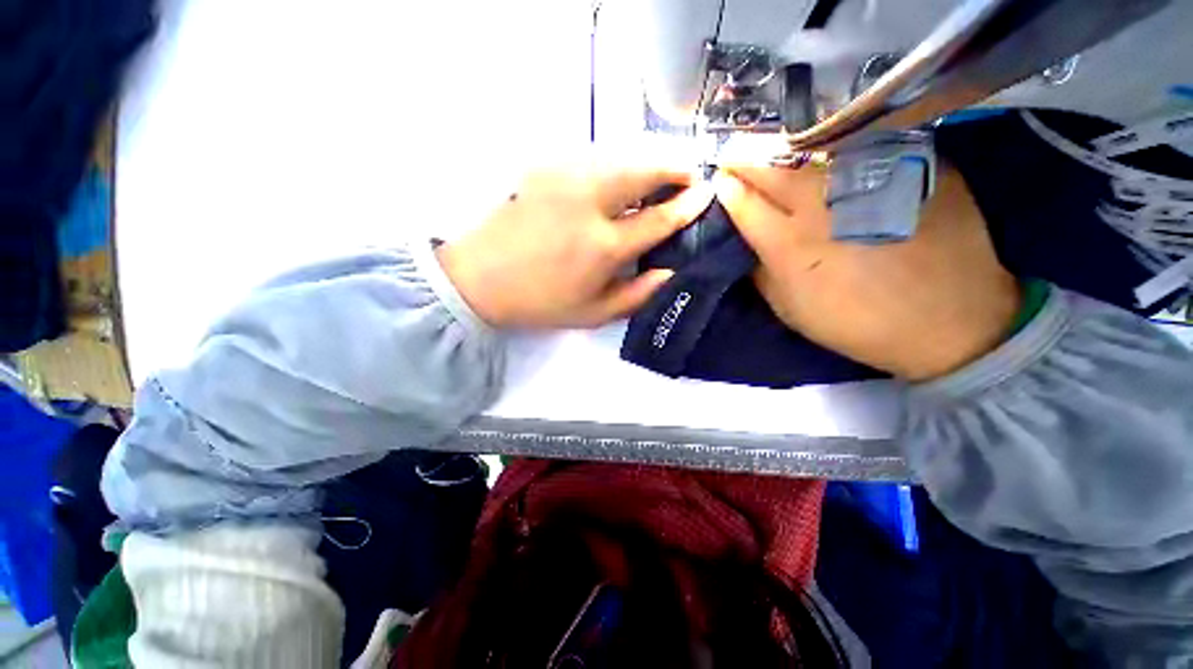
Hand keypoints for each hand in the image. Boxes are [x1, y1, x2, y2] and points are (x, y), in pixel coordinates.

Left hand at [438, 166, 713, 328]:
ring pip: (621, 155)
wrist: (481, 279)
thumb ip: (638, 295)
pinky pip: (594, 157)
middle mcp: (589, 203)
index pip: (660, 218)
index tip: (706, 193)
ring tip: (658, 177)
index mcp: (604, 246)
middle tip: (689, 174)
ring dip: (647, 162)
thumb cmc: (541, 302)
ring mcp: (565, 178)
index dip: (688, 205)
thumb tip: (671, 272)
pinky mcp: (546, 168)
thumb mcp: (594, 314)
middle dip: (675, 166)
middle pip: (645, 169)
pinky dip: (617, 163)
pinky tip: (618, 179)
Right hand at [714, 165, 1019, 380]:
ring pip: (813, 151)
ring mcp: (867, 180)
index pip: (745, 204)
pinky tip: (825, 151)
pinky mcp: (910, 167)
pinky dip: (833, 147)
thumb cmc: (857, 322)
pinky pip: (860, 147)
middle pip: (773, 168)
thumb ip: (761, 272)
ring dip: (783, 148)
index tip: (719, 179)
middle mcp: (823, 205)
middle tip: (733, 152)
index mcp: (789, 245)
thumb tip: (747, 244)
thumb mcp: (790, 309)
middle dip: (745, 157)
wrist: (948, 320)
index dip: (727, 188)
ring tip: (769, 147)